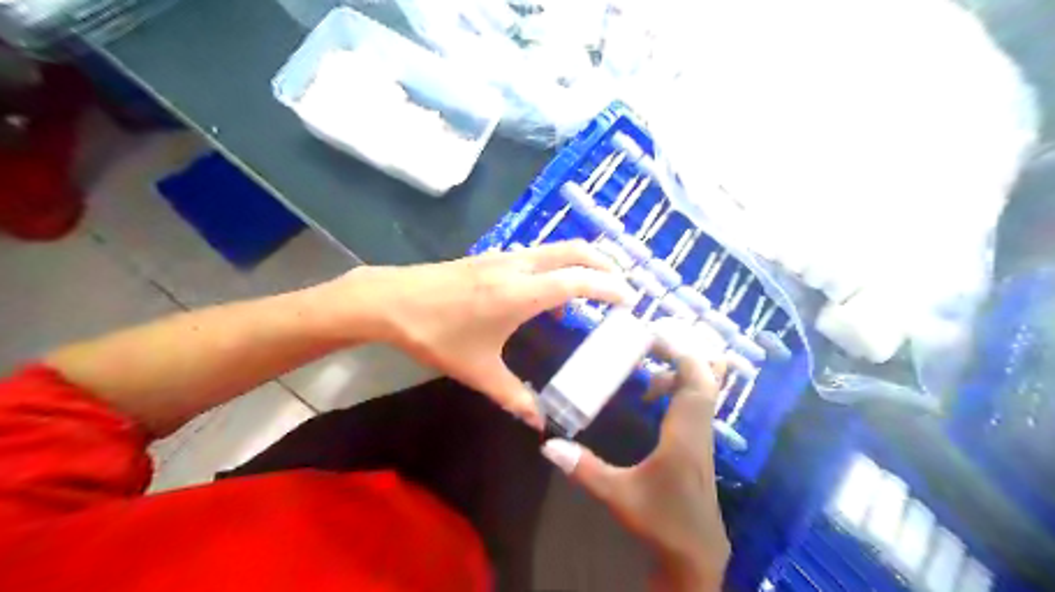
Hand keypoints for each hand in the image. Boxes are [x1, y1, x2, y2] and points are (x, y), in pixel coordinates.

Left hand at [327, 242, 629, 427]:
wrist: (389, 300)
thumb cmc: (436, 334)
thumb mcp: (477, 370)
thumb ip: (513, 396)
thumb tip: (540, 423)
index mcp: (521, 293)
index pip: (578, 281)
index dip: (608, 287)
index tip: (630, 299)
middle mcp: (519, 266)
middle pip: (574, 250)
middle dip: (605, 261)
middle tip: (622, 283)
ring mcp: (504, 256)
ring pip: (555, 247)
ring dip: (581, 258)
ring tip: (595, 283)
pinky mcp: (491, 256)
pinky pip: (536, 254)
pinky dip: (557, 263)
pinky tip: (550, 291)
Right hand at [540, 331, 731, 588]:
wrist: (695, 554)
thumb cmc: (660, 521)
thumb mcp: (618, 494)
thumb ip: (584, 468)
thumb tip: (549, 444)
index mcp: (684, 435)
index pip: (693, 383)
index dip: (680, 353)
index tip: (656, 335)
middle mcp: (700, 430)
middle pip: (705, 379)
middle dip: (683, 354)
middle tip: (652, 342)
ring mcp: (704, 437)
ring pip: (705, 390)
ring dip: (683, 371)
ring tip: (649, 368)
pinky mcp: (700, 444)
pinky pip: (699, 403)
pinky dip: (683, 388)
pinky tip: (655, 398)